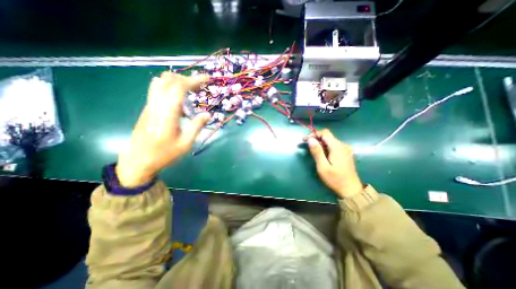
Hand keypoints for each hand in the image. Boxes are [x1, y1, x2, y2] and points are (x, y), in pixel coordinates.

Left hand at [117, 72, 209, 186]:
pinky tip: (179, 98)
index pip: (179, 87)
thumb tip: (207, 114)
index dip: (193, 80)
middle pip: (169, 80)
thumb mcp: (185, 143)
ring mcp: (150, 105)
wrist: (138, 161)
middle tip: (200, 86)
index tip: (207, 79)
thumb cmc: (164, 154)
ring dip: (177, 81)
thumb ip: (197, 126)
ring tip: (190, 89)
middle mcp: (156, 104)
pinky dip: (170, 87)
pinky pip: (158, 90)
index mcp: (167, 113)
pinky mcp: (148, 109)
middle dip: (186, 78)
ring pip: (161, 82)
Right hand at [306, 129, 362, 198]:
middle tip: (306, 146)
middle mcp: (343, 145)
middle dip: (315, 138)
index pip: (325, 133)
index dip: (313, 134)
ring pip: (330, 140)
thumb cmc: (335, 179)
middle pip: (327, 136)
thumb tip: (310, 139)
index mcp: (337, 147)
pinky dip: (325, 146)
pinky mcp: (345, 152)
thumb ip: (317, 152)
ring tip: (312, 151)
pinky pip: (333, 145)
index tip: (305, 140)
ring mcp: (345, 149)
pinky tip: (321, 154)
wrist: (351, 189)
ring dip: (320, 143)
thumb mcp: (323, 167)